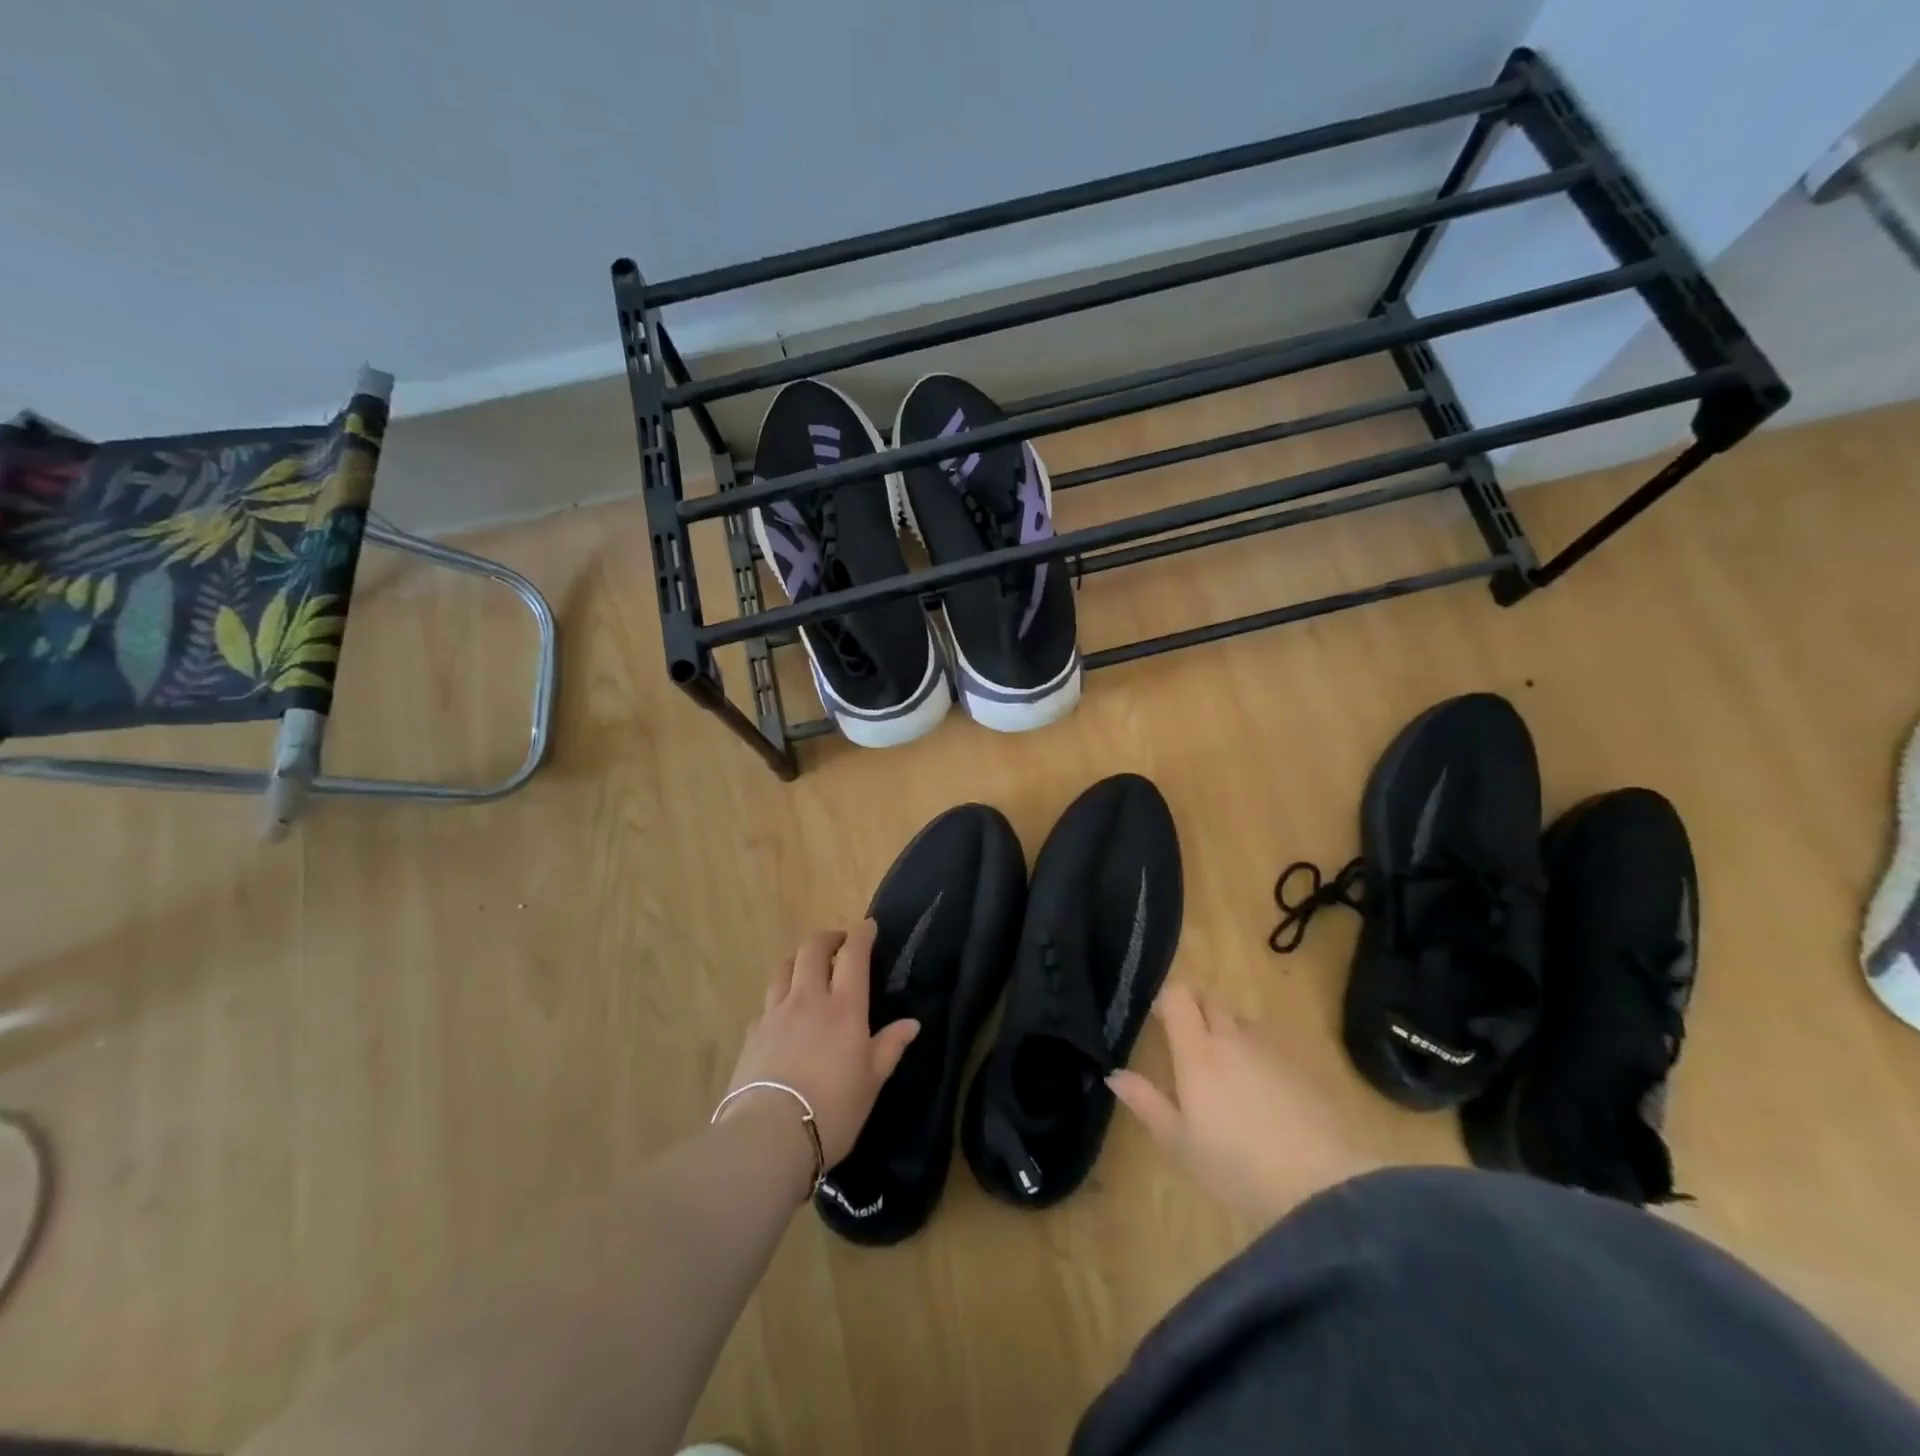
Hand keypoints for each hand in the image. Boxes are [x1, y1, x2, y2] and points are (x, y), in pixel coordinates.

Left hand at [721, 921, 919, 1169]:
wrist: (768, 1136)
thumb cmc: (832, 1109)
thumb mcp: (871, 1081)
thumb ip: (890, 1047)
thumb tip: (911, 1023)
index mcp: (843, 1007)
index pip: (853, 955)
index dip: (861, 935)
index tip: (868, 927)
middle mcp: (808, 999)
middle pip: (812, 949)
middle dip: (827, 938)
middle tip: (839, 943)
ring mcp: (775, 1013)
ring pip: (785, 968)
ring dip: (799, 960)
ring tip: (808, 968)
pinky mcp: (752, 1033)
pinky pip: (767, 1001)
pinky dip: (780, 995)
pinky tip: (783, 1013)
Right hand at [1108, 984, 1375, 1224]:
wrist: (1322, 1185)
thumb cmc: (1237, 1165)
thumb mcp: (1180, 1143)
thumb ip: (1146, 1102)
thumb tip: (1114, 1074)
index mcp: (1197, 1051)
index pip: (1178, 997)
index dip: (1167, 1000)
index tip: (1159, 1020)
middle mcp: (1232, 1037)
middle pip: (1210, 1000)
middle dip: (1196, 1008)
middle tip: (1186, 1038)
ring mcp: (1270, 1049)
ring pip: (1240, 1019)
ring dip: (1226, 1028)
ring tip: (1223, 1064)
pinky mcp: (1301, 1066)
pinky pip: (1269, 1043)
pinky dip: (1256, 1050)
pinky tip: (1260, 1087)